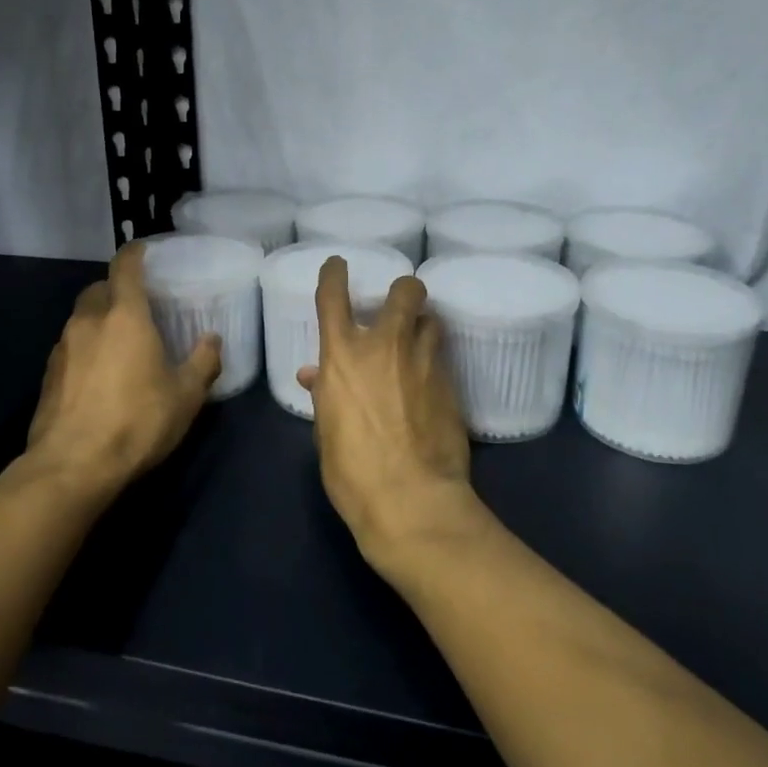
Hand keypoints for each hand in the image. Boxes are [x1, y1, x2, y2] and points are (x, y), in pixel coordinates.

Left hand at [25, 242, 221, 495]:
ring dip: (98, 321)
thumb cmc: (137, 422)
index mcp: (125, 316)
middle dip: (115, 289)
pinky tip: (98, 375)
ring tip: (119, 343)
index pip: (125, 267)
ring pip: (81, 319)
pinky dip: (84, 349)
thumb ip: (203, 363)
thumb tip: (212, 340)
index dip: (134, 253)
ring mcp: (62, 348)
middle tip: (137, 305)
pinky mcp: (47, 376)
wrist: (72, 466)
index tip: (143, 249)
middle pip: (98, 289)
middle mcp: (89, 322)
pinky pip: (69, 347)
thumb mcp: (185, 396)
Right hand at [297, 258, 479, 568]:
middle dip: (405, 291)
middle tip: (401, 306)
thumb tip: (316, 376)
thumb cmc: (352, 470)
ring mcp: (423, 362)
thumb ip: (326, 393)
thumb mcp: (327, 430)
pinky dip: (432, 365)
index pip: (333, 295)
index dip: (334, 273)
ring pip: (432, 321)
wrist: (411, 500)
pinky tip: (428, 387)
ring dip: (423, 327)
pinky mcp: (451, 385)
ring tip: (417, 346)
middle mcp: (385, 346)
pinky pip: (441, 360)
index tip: (338, 265)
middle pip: (406, 291)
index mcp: (342, 354)